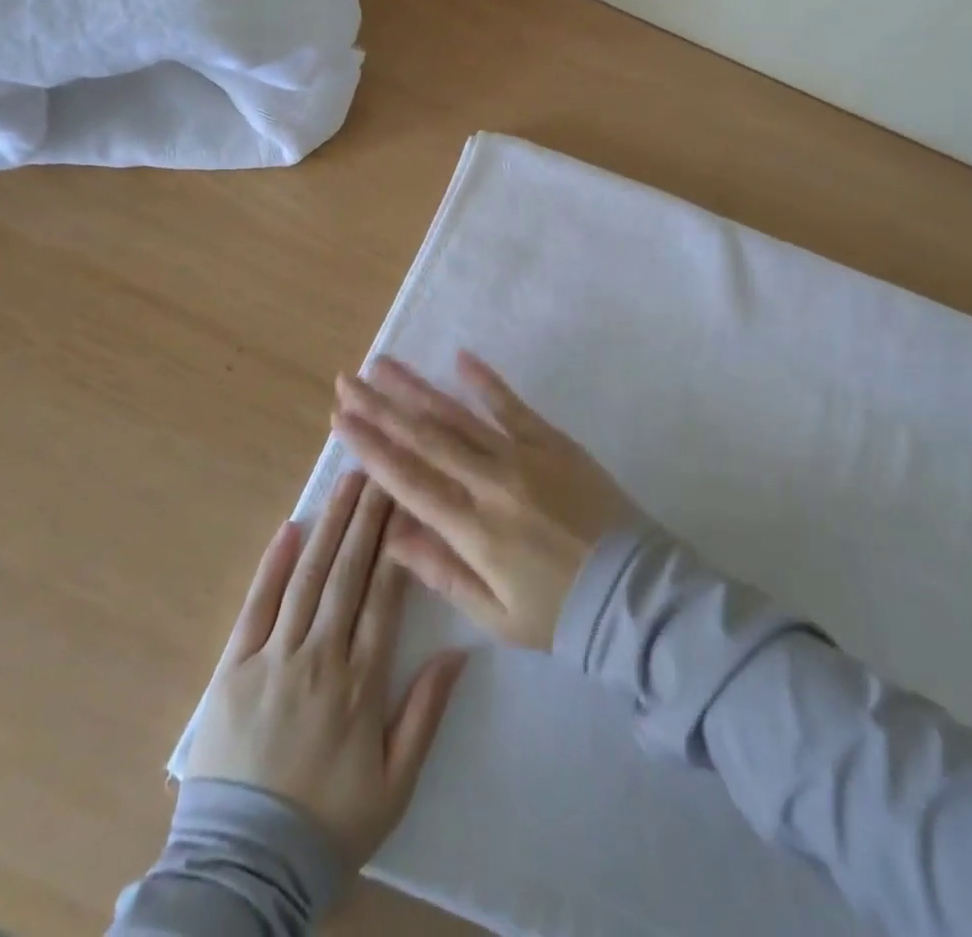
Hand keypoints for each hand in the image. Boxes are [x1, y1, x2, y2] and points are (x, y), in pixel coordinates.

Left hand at [184, 470, 467, 869]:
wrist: (244, 868)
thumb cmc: (329, 824)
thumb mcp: (395, 784)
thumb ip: (426, 713)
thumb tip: (459, 651)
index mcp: (361, 682)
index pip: (385, 595)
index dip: (398, 542)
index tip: (409, 500)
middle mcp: (320, 657)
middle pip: (348, 572)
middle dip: (367, 516)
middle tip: (381, 468)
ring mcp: (273, 659)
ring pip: (308, 577)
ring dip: (330, 525)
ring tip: (347, 481)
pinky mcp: (232, 669)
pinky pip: (256, 607)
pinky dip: (272, 566)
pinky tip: (290, 528)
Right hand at [331, 353, 634, 651]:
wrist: (631, 591)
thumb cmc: (558, 611)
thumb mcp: (494, 613)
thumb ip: (441, 571)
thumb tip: (390, 537)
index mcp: (472, 531)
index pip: (408, 480)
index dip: (370, 447)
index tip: (340, 419)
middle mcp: (490, 484)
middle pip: (425, 438)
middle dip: (381, 407)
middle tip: (348, 380)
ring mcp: (524, 457)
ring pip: (459, 416)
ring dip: (418, 388)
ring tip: (384, 364)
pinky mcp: (553, 442)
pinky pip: (513, 406)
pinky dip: (486, 382)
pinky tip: (460, 358)